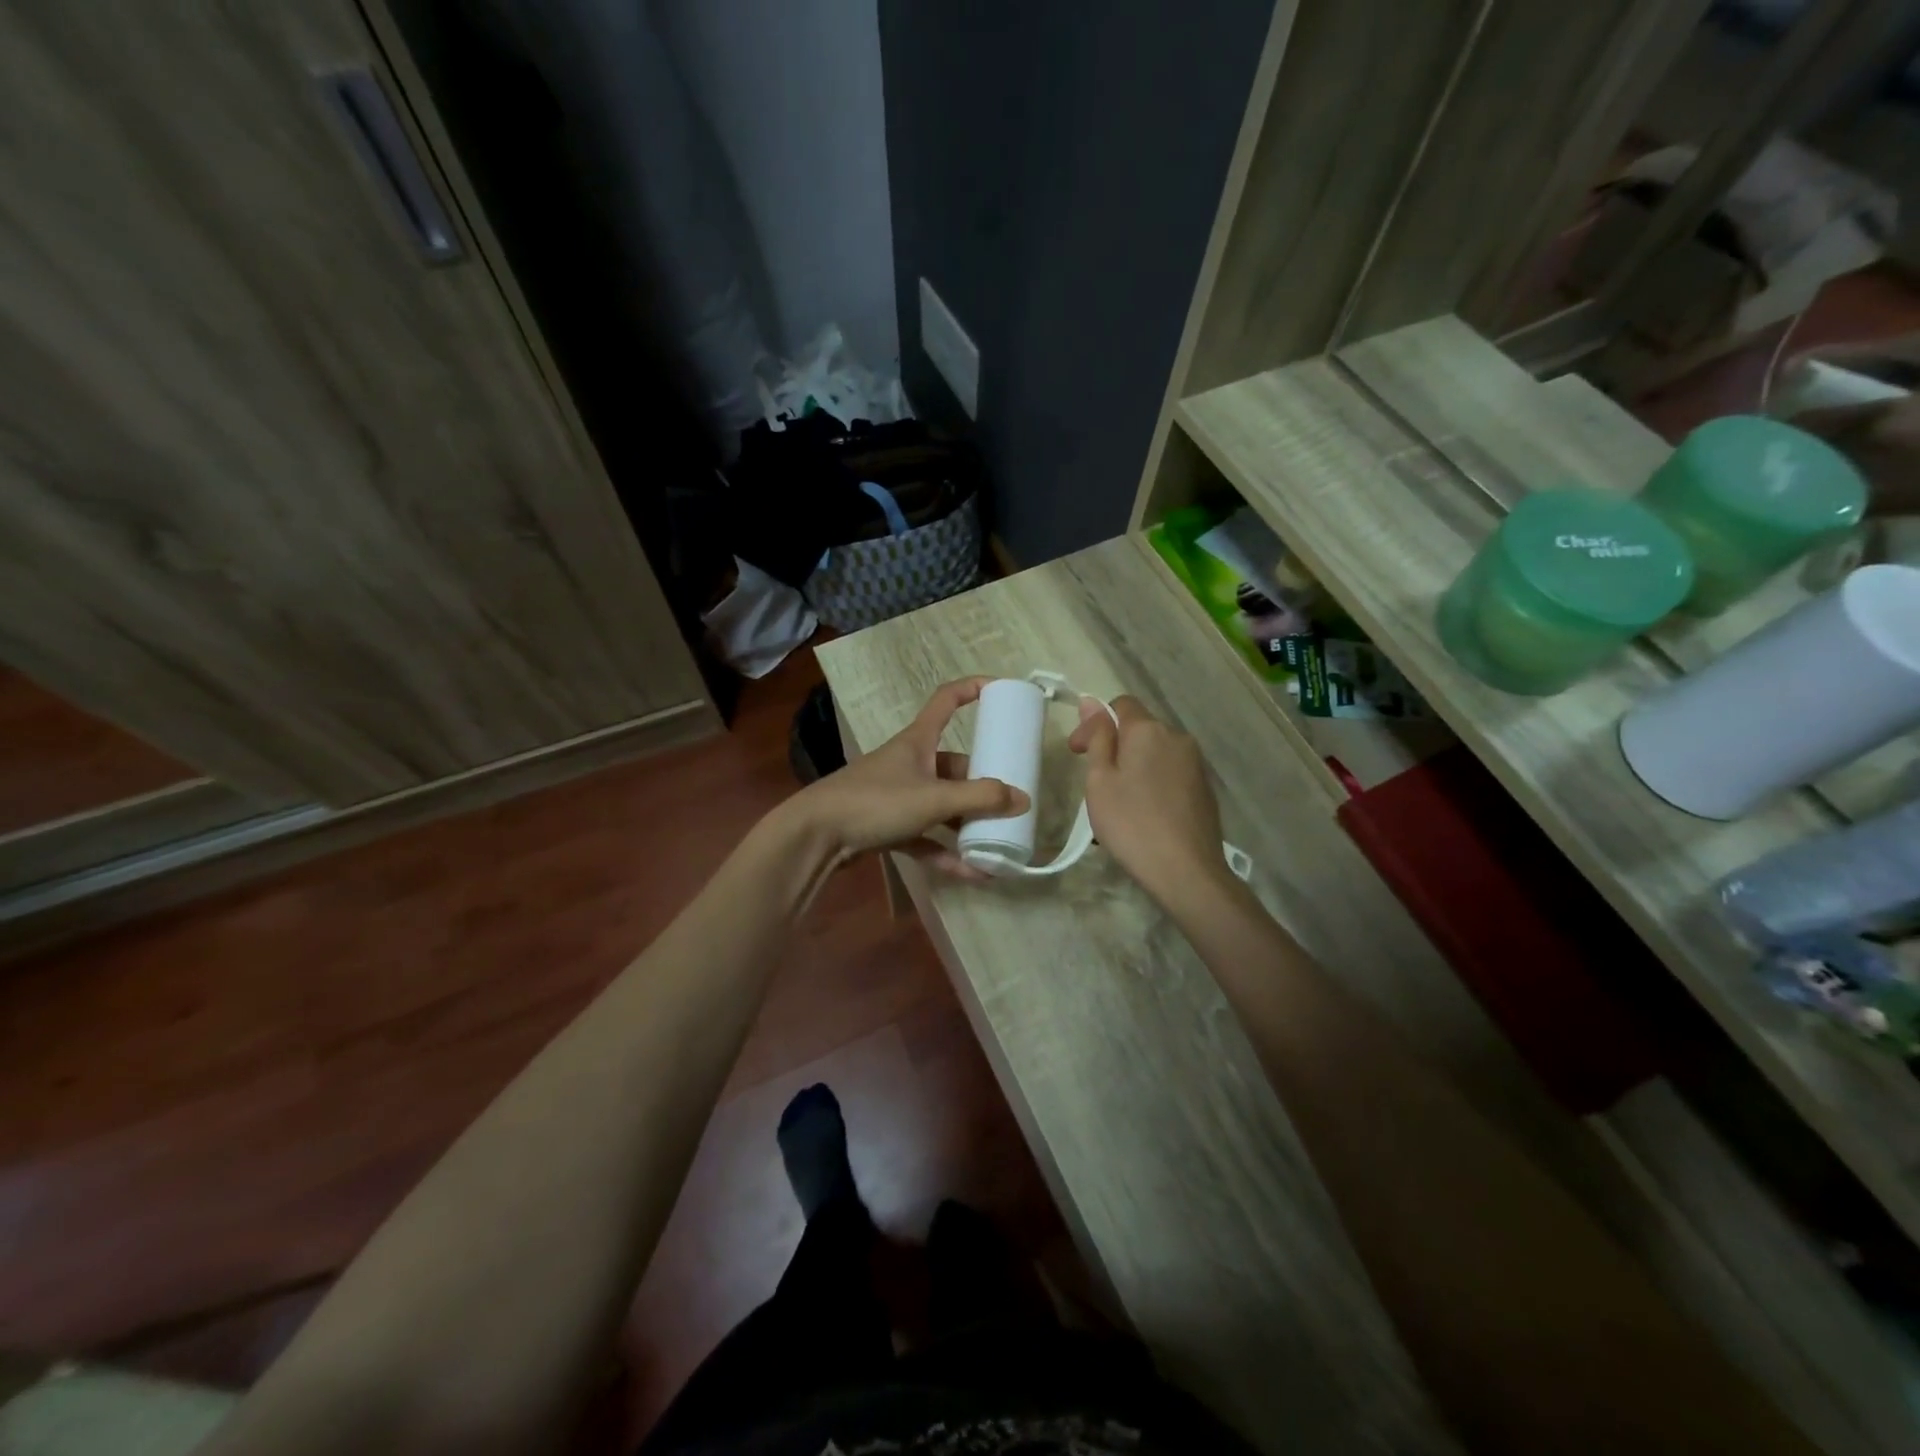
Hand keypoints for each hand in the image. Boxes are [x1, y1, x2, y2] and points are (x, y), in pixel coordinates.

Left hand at [791, 677, 1027, 875]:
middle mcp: (910, 763)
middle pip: (954, 765)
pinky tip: (973, 872)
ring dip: (968, 823)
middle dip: (982, 783)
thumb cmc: (876, 801)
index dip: (972, 689)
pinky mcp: (888, 826)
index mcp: (918, 741)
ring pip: (942, 804)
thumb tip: (1023, 798)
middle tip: (1011, 800)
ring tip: (999, 841)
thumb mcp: (934, 798)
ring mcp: (898, 796)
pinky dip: (948, 851)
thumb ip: (979, 799)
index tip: (1000, 690)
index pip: (946, 700)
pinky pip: (927, 836)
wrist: (816, 835)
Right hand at [1069, 695, 1229, 908]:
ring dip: (1133, 765)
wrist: (1186, 871)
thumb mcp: (1100, 780)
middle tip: (1093, 780)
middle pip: (1139, 729)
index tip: (1077, 752)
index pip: (1121, 704)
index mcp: (1149, 730)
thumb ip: (1098, 737)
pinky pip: (1170, 772)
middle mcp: (1177, 738)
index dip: (1094, 723)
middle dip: (1114, 746)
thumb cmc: (1131, 823)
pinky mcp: (1205, 788)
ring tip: (1117, 801)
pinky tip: (1143, 812)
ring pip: (1155, 752)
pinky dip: (1152, 782)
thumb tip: (1091, 702)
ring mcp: (1195, 764)